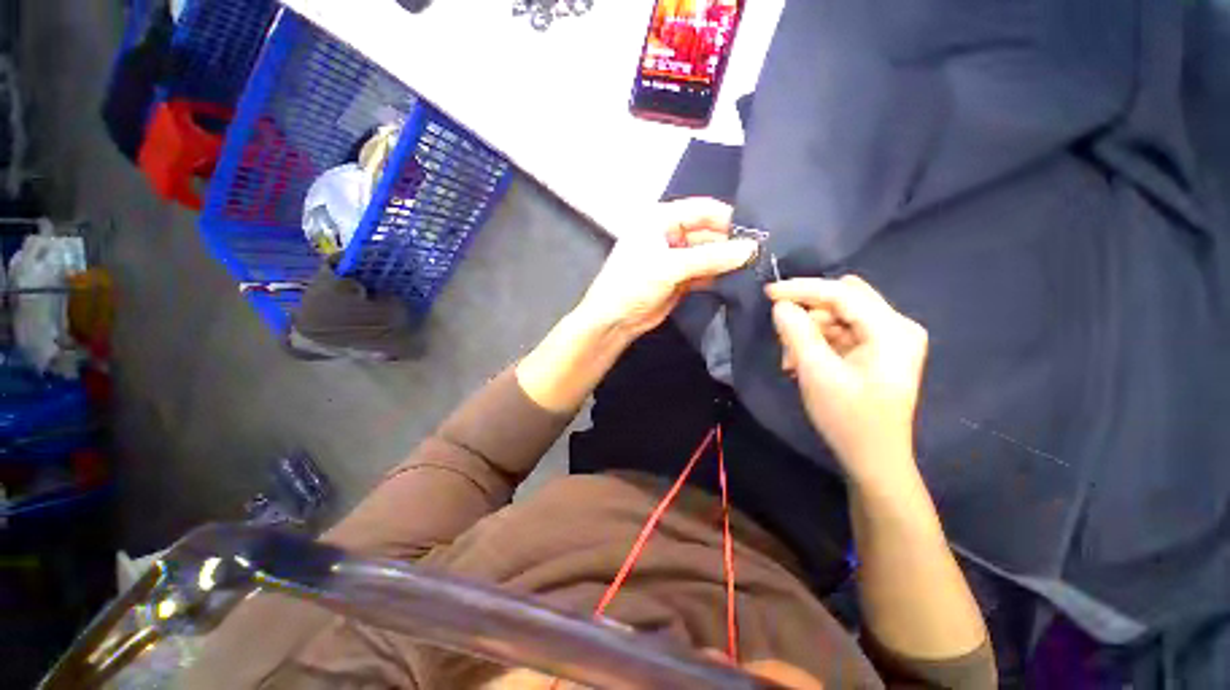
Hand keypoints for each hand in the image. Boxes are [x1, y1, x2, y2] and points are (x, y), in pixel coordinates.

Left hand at [574, 198, 758, 339]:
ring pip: (708, 255)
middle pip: (708, 233)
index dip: (729, 219)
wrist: (614, 321)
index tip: (758, 232)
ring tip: (757, 267)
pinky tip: (738, 281)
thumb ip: (710, 258)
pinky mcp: (679, 279)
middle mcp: (670, 234)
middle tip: (763, 254)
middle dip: (731, 244)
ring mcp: (675, 258)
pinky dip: (718, 276)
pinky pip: (704, 273)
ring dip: (727, 262)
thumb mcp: (669, 267)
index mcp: (661, 219)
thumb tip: (751, 249)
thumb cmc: (633, 284)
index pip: (703, 210)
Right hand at [766, 276, 927, 485]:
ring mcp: (888, 339)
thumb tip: (780, 305)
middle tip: (782, 335)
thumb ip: (797, 333)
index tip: (768, 292)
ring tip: (790, 360)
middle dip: (807, 313)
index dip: (803, 289)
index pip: (842, 293)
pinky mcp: (877, 351)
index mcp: (892, 330)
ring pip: (838, 316)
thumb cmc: (848, 419)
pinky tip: (802, 362)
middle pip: (843, 300)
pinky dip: (817, 342)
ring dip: (809, 332)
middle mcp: (896, 327)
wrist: (872, 459)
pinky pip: (840, 332)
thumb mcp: (816, 373)